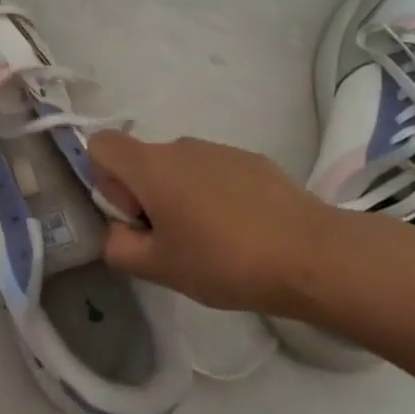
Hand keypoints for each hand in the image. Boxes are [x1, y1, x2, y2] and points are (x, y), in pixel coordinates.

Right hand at [88, 131, 353, 315]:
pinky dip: (216, 195)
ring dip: (182, 196)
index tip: (135, 217)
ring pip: (180, 168)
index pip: (100, 145)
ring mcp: (219, 149)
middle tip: (173, 241)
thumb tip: (117, 232)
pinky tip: (245, 232)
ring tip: (213, 241)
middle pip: (142, 161)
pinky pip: (215, 172)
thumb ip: (119, 247)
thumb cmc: (224, 260)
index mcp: (150, 166)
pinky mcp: (252, 161)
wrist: (314, 255)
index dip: (105, 180)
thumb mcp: (159, 268)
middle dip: (146, 196)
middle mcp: (179, 146)